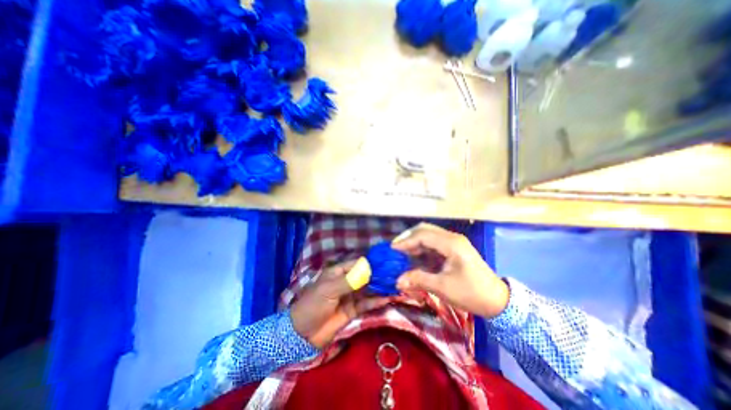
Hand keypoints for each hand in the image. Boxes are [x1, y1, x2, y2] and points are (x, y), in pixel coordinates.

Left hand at [290, 262, 387, 346]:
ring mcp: (350, 296)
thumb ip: (349, 281)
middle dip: (378, 276)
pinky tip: (387, 299)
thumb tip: (369, 270)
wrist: (302, 334)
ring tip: (395, 286)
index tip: (386, 262)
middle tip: (395, 274)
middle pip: (365, 276)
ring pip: (368, 290)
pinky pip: (366, 304)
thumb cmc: (313, 305)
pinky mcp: (353, 310)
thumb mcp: (329, 290)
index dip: (371, 263)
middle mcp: (346, 282)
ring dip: (380, 288)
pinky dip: (376, 301)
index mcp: (338, 273)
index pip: (357, 264)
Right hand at [395, 223, 509, 317]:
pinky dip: (421, 247)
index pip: (423, 235)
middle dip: (409, 237)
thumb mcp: (444, 288)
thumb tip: (397, 281)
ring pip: (429, 234)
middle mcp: (452, 238)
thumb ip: (419, 280)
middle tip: (396, 249)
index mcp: (452, 244)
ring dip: (414, 242)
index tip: (392, 249)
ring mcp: (453, 242)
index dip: (406, 241)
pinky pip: (433, 243)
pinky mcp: (453, 248)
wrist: (498, 301)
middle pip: (425, 230)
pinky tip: (414, 256)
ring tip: (402, 253)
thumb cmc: (472, 294)